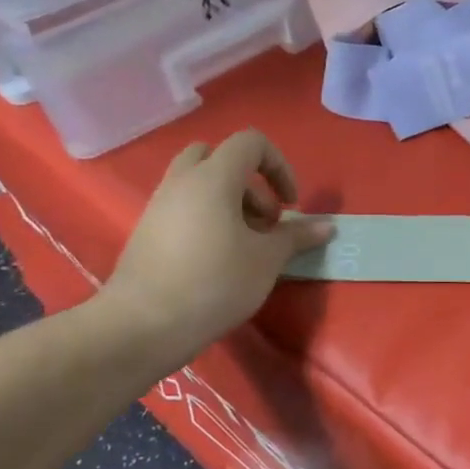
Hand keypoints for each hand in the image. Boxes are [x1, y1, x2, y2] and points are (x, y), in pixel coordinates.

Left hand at [100, 131, 332, 369]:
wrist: (142, 325)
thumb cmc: (214, 283)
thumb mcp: (266, 260)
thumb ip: (296, 237)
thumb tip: (327, 227)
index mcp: (213, 178)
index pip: (251, 143)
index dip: (279, 166)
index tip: (290, 205)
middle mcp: (182, 182)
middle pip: (218, 157)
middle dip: (250, 182)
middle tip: (265, 221)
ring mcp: (159, 206)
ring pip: (199, 183)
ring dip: (230, 202)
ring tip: (246, 245)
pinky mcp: (147, 231)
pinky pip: (183, 207)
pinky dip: (207, 218)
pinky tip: (218, 260)